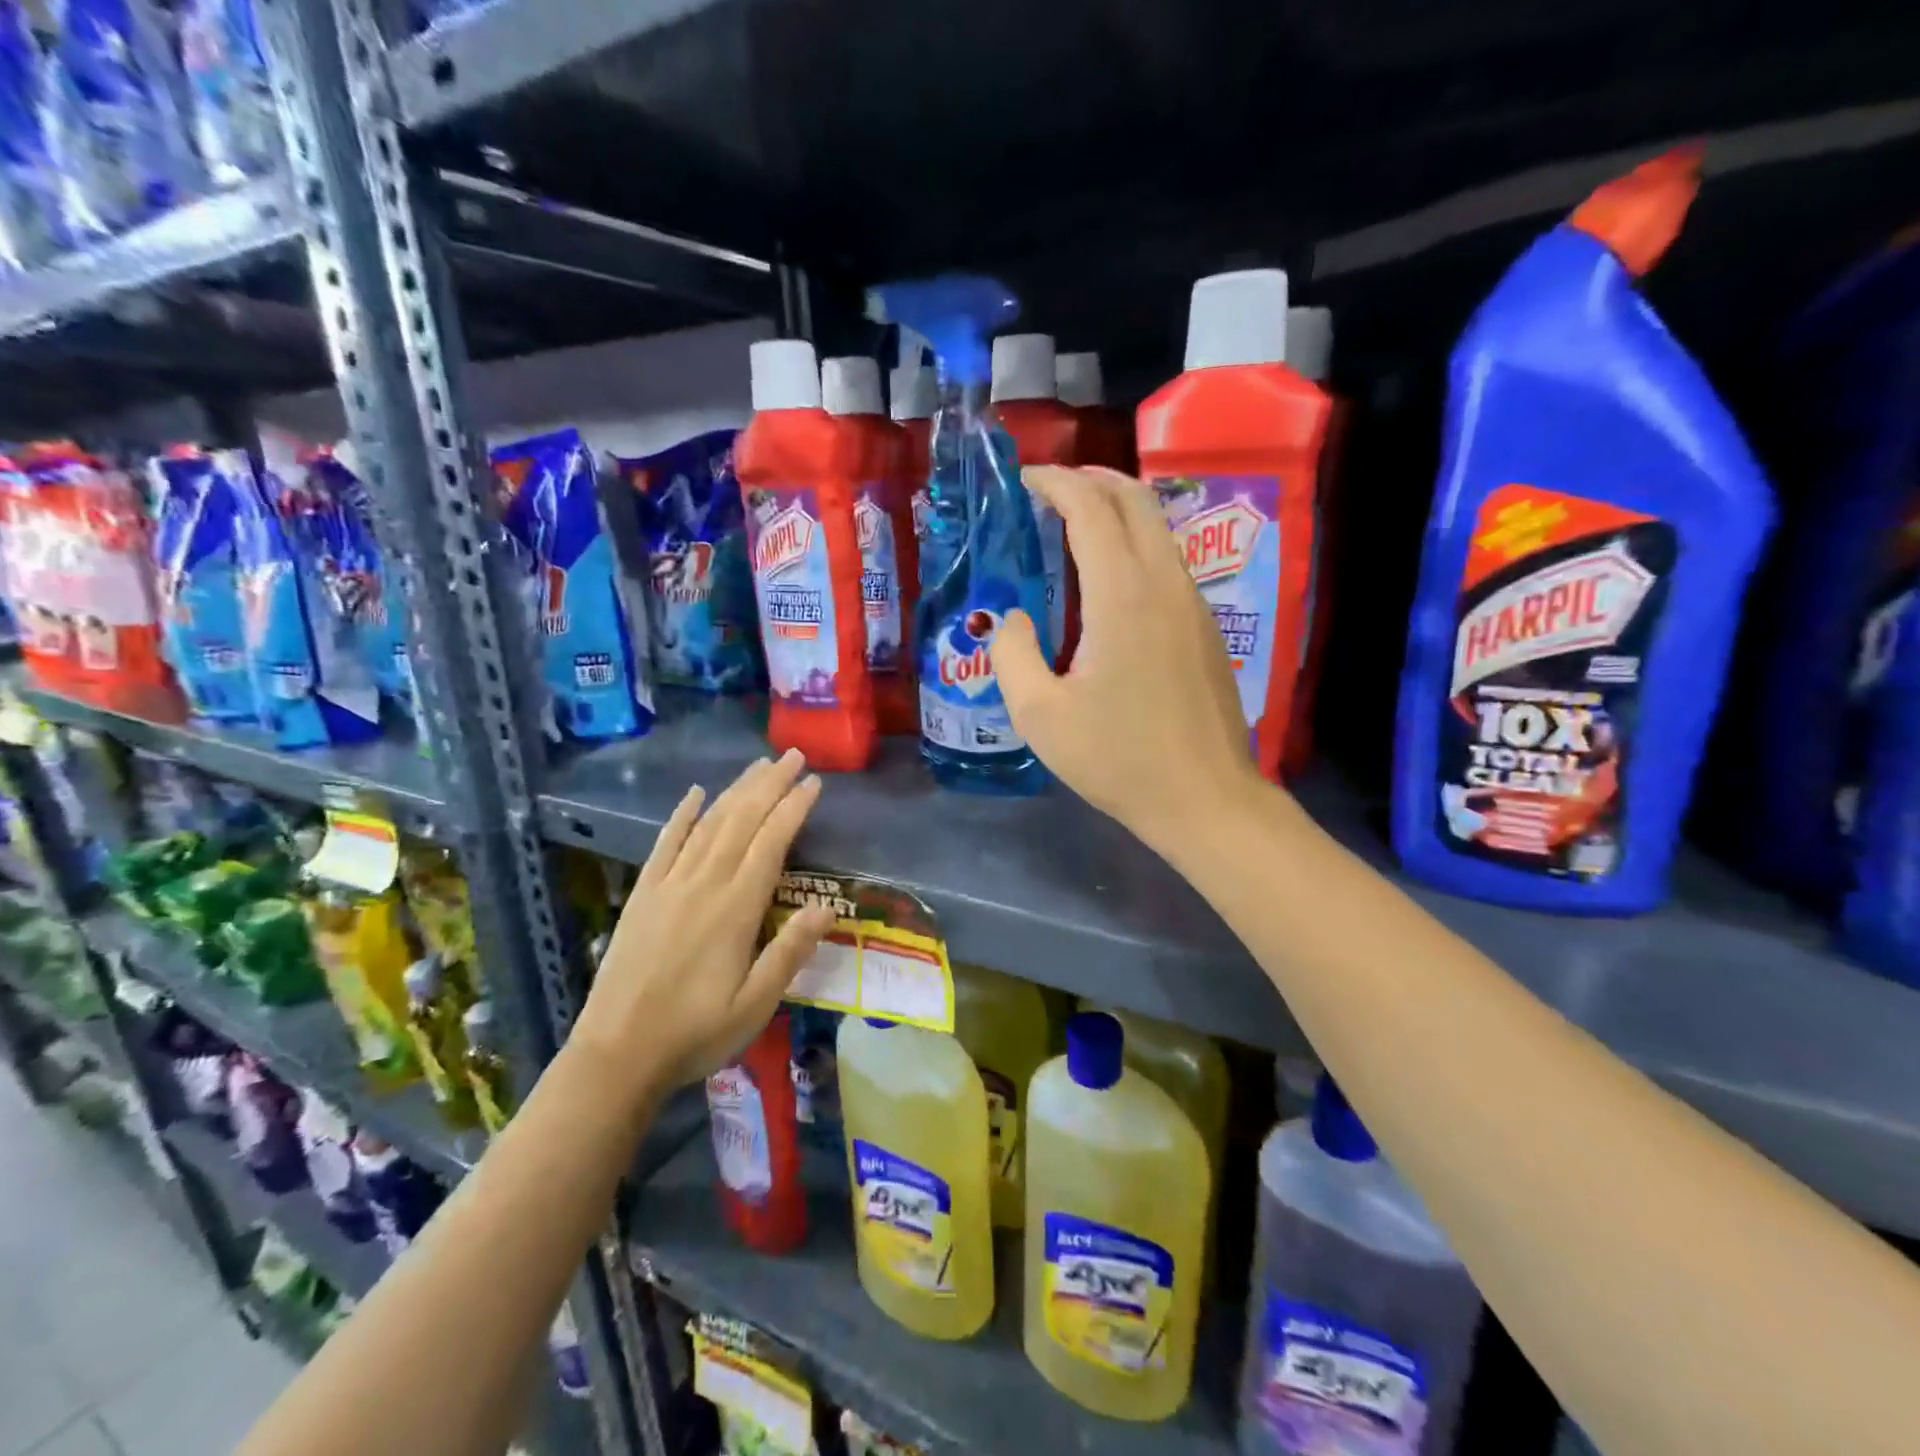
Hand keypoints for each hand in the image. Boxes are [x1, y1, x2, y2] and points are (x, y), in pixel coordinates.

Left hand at [573, 750, 834, 1098]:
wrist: (616, 1055)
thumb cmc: (695, 1033)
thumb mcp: (755, 1004)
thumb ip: (790, 953)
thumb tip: (826, 909)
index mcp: (735, 909)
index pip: (771, 843)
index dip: (793, 808)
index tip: (813, 782)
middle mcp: (703, 885)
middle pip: (741, 821)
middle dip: (770, 785)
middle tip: (793, 756)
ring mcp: (668, 886)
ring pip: (707, 824)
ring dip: (735, 791)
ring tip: (758, 766)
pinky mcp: (643, 895)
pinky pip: (664, 844)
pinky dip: (681, 815)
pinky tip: (694, 794)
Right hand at [993, 465, 1264, 853]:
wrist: (1205, 799)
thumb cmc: (1118, 760)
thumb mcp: (1040, 716)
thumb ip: (1012, 654)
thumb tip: (1009, 619)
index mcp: (1122, 595)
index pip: (1091, 508)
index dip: (1055, 482)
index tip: (1023, 480)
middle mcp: (1164, 583)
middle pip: (1134, 499)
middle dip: (1090, 479)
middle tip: (1048, 490)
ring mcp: (1192, 603)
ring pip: (1157, 527)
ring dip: (1115, 509)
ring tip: (1073, 524)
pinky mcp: (1204, 627)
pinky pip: (1167, 560)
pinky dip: (1133, 543)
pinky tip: (1108, 577)